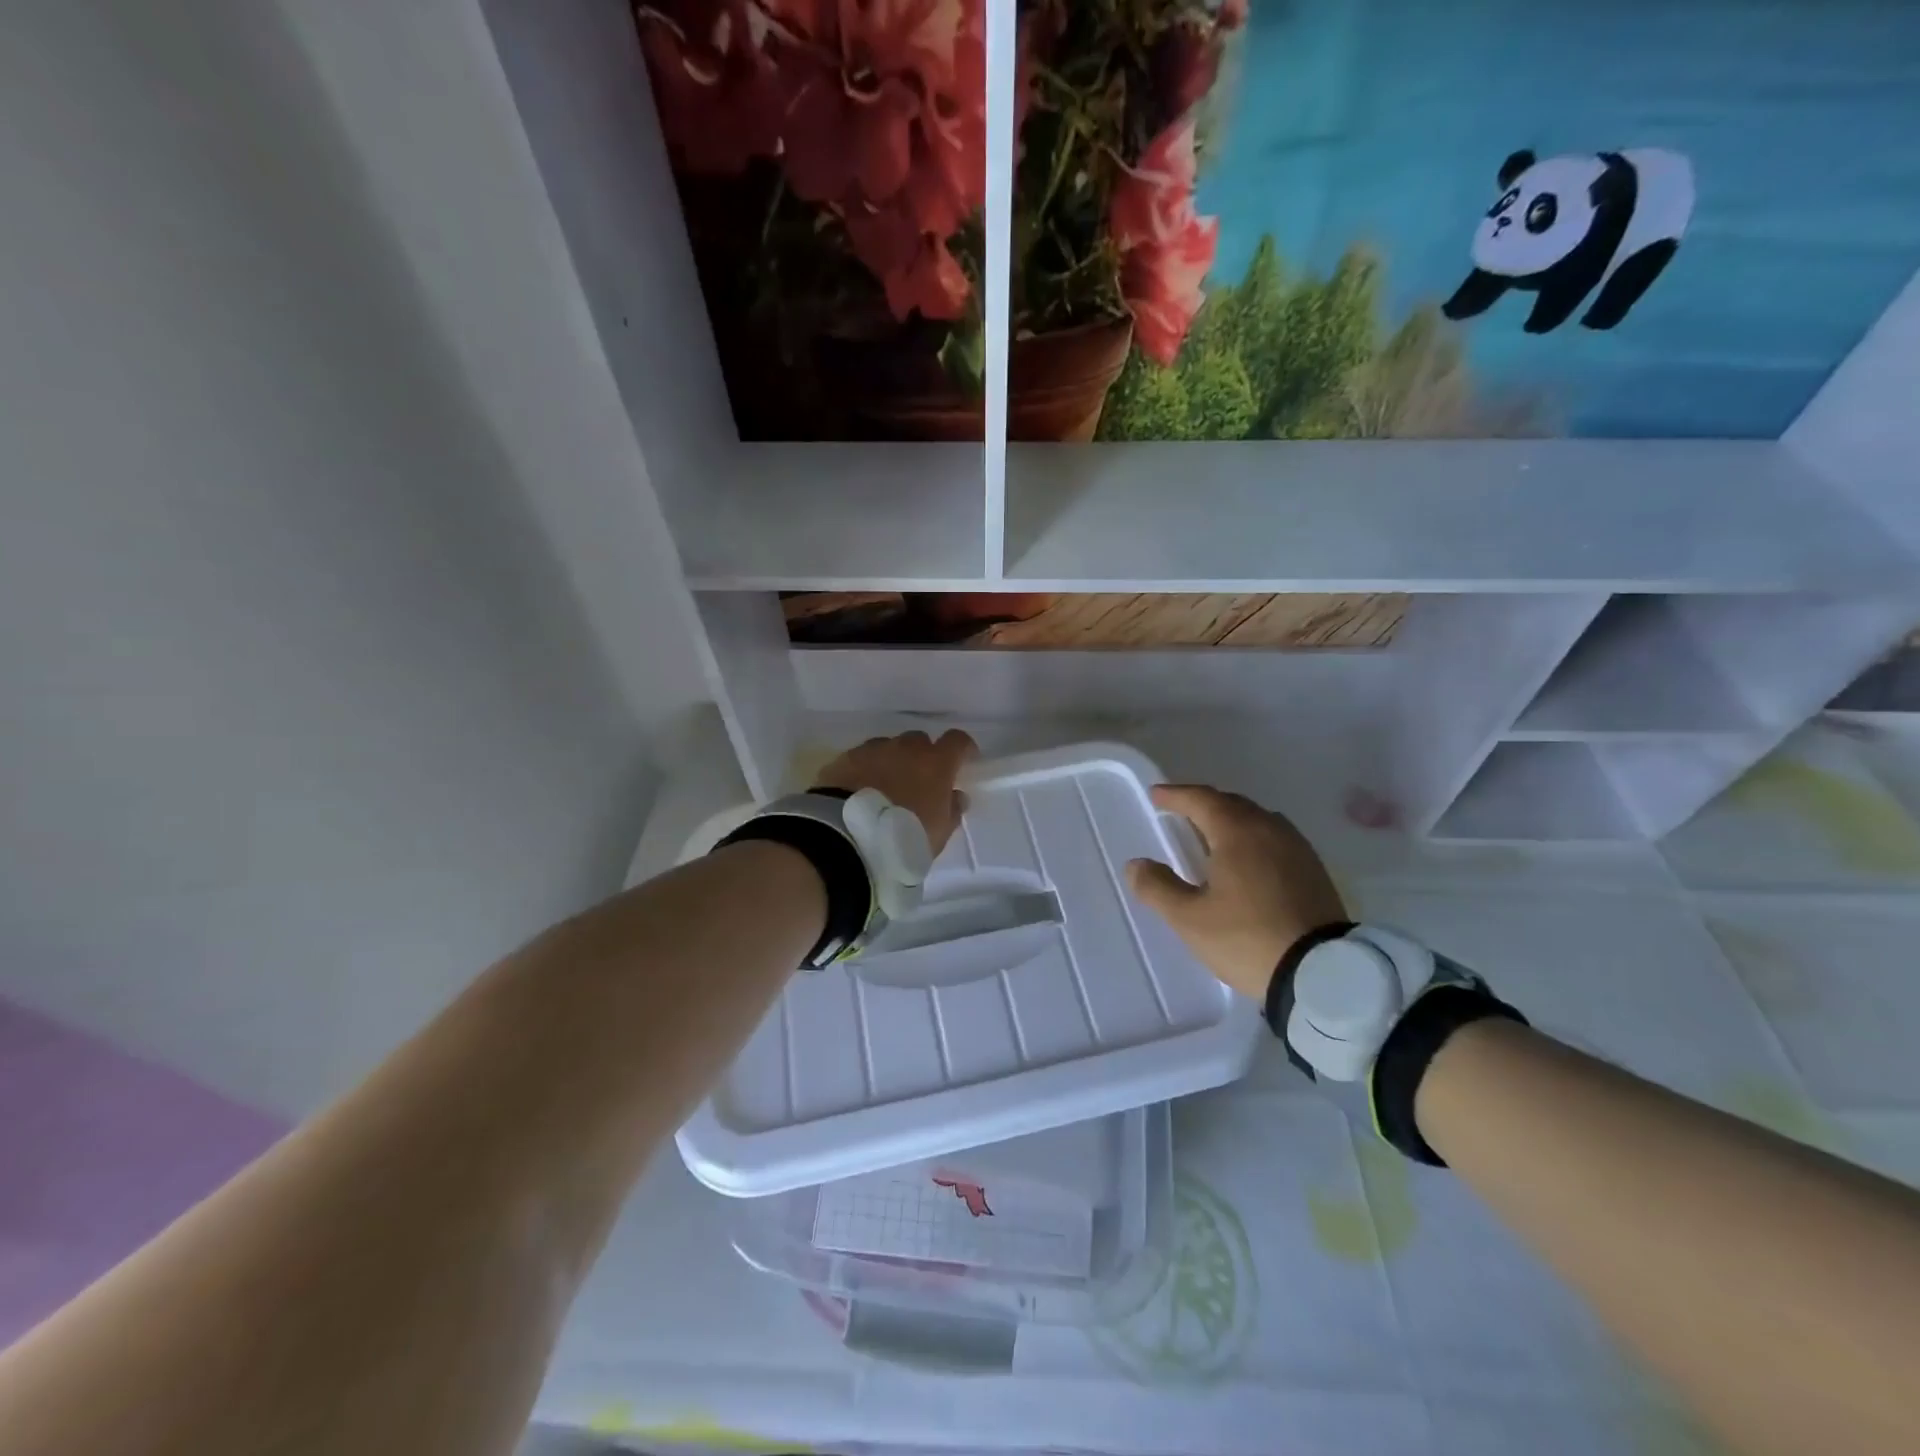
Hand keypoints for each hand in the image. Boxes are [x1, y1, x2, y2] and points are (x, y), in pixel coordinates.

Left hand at [815, 730, 977, 856]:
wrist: (846, 837)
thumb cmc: (903, 837)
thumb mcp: (938, 834)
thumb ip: (952, 811)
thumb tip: (957, 796)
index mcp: (935, 763)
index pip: (958, 741)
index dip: (963, 749)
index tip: (964, 761)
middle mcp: (906, 748)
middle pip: (920, 741)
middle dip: (923, 756)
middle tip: (919, 780)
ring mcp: (873, 750)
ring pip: (890, 747)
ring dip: (893, 761)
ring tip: (886, 786)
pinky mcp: (845, 759)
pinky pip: (863, 757)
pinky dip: (867, 769)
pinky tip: (861, 789)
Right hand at [1126, 784, 1346, 1002]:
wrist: (1324, 974)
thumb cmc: (1248, 939)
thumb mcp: (1190, 919)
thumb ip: (1157, 888)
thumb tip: (1136, 865)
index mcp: (1238, 832)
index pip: (1201, 799)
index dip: (1176, 795)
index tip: (1157, 795)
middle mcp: (1270, 829)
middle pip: (1232, 804)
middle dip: (1203, 804)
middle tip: (1181, 812)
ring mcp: (1298, 848)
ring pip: (1258, 820)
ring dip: (1231, 820)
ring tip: (1213, 835)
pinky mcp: (1315, 870)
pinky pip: (1276, 839)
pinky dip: (1254, 838)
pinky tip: (1249, 860)